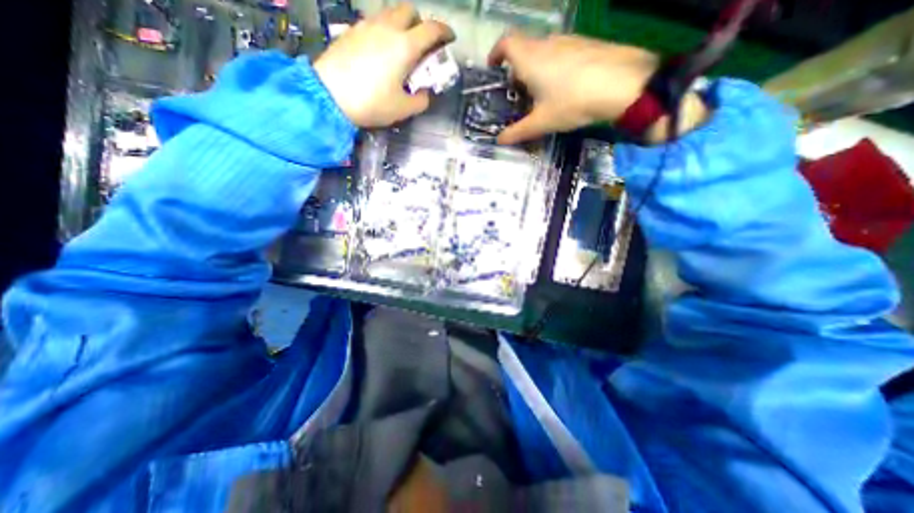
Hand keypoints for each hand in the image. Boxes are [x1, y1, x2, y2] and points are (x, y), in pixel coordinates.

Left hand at [316, 4, 454, 127]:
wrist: (330, 95)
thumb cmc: (372, 103)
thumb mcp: (403, 109)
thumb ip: (421, 101)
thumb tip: (425, 93)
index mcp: (405, 46)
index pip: (431, 29)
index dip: (444, 32)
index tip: (449, 38)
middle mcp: (387, 28)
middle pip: (409, 10)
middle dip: (420, 23)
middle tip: (421, 44)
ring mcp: (366, 26)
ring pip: (389, 13)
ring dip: (401, 24)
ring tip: (400, 47)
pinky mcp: (351, 31)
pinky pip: (373, 22)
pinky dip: (383, 30)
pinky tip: (380, 50)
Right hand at [493, 32, 705, 143]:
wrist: (623, 84)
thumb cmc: (571, 102)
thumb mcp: (541, 122)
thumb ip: (517, 132)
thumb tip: (499, 141)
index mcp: (530, 58)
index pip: (505, 43)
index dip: (496, 53)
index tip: (493, 68)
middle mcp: (547, 43)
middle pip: (524, 49)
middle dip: (516, 70)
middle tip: (517, 94)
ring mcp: (569, 41)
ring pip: (543, 52)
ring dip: (535, 69)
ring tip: (540, 95)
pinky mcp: (586, 45)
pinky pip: (561, 53)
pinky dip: (553, 68)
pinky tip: (562, 88)